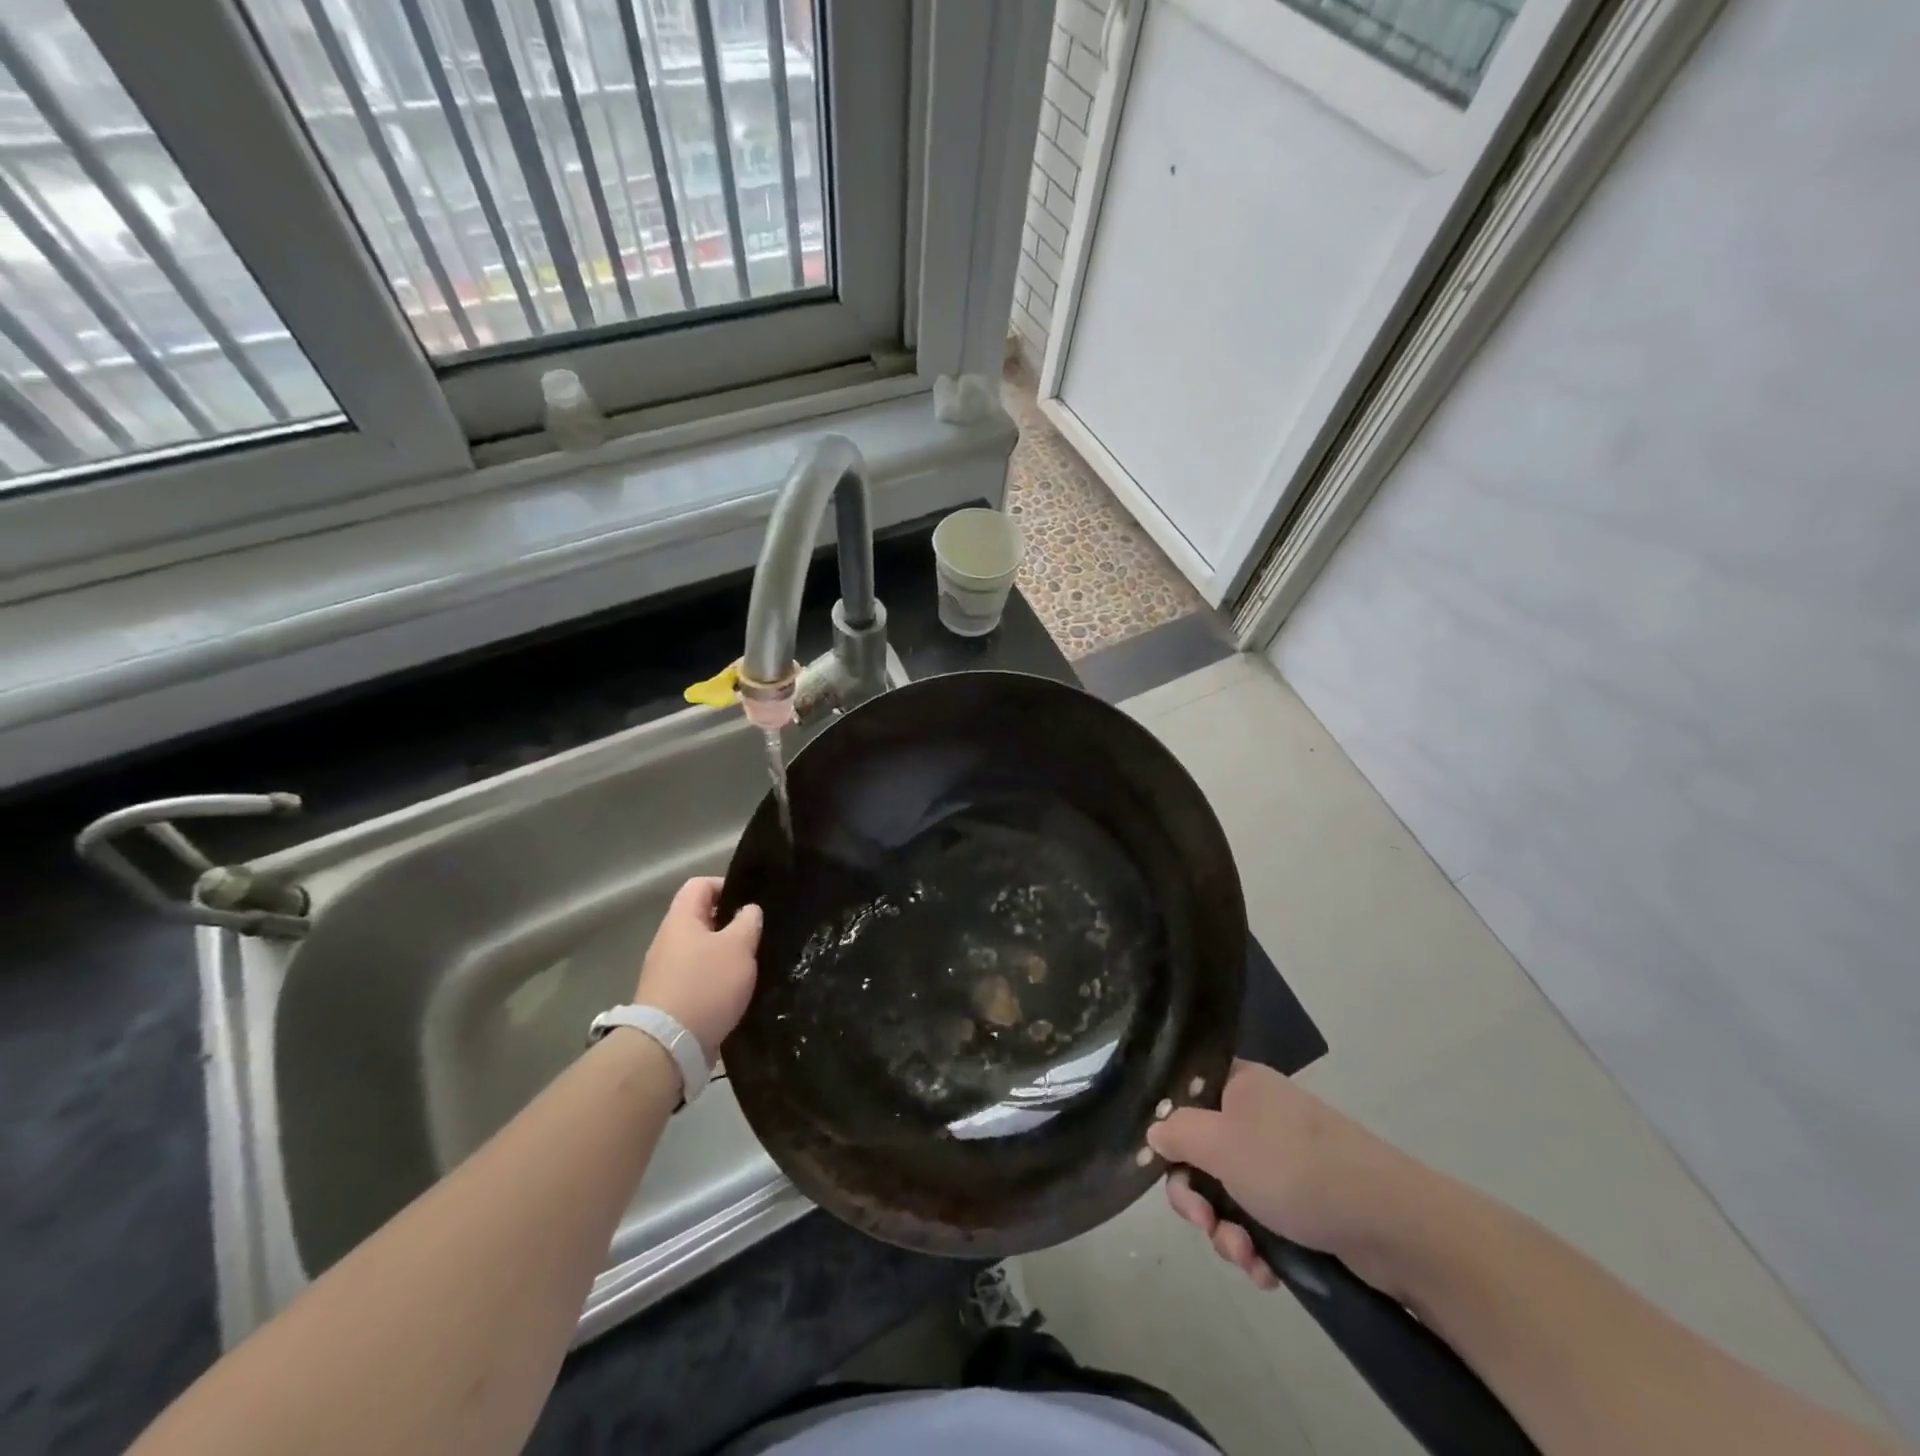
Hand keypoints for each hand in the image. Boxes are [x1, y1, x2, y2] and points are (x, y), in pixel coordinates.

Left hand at [633, 877, 761, 1059]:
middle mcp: (668, 940)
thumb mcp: (738, 947)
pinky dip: (717, 979)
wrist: (668, 1045)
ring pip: (702, 949)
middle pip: (702, 918)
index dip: (727, 886)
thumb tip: (749, 910)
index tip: (752, 904)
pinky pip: (698, 976)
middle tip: (757, 935)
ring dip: (726, 954)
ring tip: (752, 964)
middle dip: (731, 924)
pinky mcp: (671, 998)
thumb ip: (748, 922)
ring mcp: (666, 970)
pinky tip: (736, 991)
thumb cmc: (706, 985)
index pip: (700, 884)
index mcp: (681, 919)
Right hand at [1146, 1060, 1417, 1294]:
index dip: (1168, 1131)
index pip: (1185, 1095)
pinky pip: (1261, 1220)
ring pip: (1229, 1194)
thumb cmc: (1293, 1166)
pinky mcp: (1303, 1201)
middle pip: (1201, 1151)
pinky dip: (1257, 1247)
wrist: (1391, 1223)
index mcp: (1238, 1084)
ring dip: (1227, 1232)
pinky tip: (1266, 1272)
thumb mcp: (1220, 1143)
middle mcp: (1257, 1115)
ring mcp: (1282, 1159)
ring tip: (1246, 1258)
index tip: (1164, 1166)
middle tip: (1203, 1223)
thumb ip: (1176, 1132)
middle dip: (1197, 1198)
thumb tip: (1155, 1131)